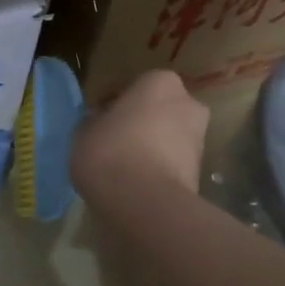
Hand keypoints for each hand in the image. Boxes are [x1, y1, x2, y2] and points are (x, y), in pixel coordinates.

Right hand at [70, 70, 210, 208]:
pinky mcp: (201, 171)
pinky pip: (173, 163)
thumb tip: (100, 123)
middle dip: (142, 124)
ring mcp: (200, 138)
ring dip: (152, 148)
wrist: (145, 202)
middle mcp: (188, 103)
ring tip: (125, 169)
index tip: (101, 122)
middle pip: (160, 111)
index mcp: (159, 82)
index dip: (117, 105)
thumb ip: (94, 122)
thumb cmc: (109, 152)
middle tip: (116, 143)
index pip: (136, 87)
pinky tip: (137, 185)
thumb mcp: (83, 132)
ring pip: (169, 138)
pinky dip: (159, 170)